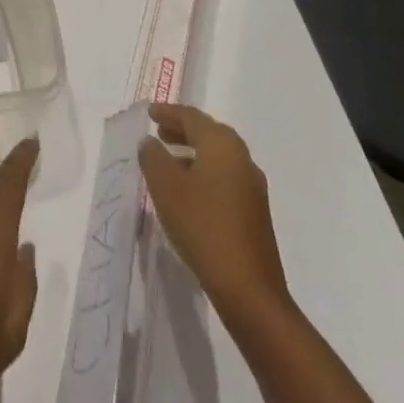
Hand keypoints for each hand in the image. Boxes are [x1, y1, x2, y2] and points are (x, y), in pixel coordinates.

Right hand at [137, 102, 291, 332]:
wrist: (248, 290)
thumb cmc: (203, 227)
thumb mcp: (166, 188)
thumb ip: (153, 157)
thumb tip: (150, 143)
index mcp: (223, 146)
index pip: (192, 117)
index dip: (169, 112)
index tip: (149, 112)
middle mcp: (242, 159)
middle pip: (208, 134)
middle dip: (182, 130)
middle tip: (158, 132)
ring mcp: (252, 188)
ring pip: (217, 157)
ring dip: (192, 153)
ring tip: (168, 160)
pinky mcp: (254, 213)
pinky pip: (224, 178)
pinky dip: (203, 173)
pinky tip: (187, 192)